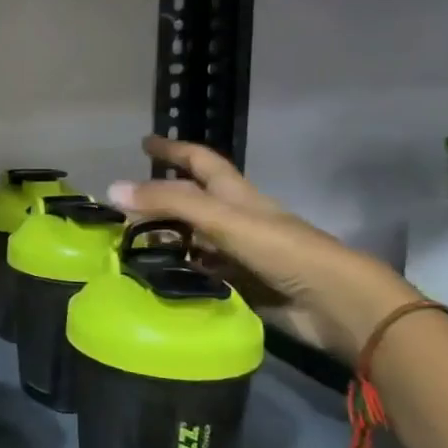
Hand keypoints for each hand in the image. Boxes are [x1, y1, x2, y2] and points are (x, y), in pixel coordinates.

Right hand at [107, 136, 418, 362]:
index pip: (200, 163)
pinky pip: (198, 273)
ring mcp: (238, 255)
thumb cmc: (284, 251)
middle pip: (191, 203)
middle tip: (122, 207)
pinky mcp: (239, 286)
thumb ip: (170, 204)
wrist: (336, 305)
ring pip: (191, 240)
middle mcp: (236, 221)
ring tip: (125, 245)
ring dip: (162, 240)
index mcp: (237, 197)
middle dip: (159, 200)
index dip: (174, 150)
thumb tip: (112, 189)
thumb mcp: (223, 220)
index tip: (145, 142)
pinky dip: (175, 272)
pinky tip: (151, 278)